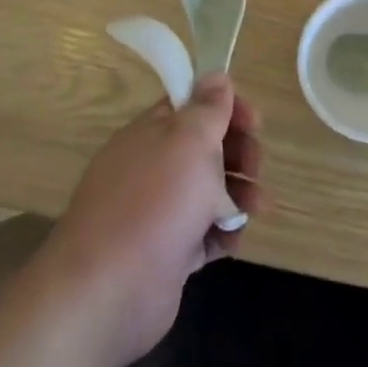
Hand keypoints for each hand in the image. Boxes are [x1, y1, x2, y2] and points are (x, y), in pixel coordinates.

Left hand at [45, 75, 262, 366]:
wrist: (109, 291)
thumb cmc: (156, 202)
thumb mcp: (189, 141)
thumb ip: (208, 108)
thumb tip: (215, 75)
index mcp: (152, 134)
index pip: (193, 106)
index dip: (227, 109)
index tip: (255, 122)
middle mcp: (152, 169)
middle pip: (206, 150)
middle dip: (240, 154)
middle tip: (256, 167)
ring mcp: (157, 213)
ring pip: (209, 193)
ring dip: (240, 195)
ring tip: (258, 207)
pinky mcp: (166, 254)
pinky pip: (203, 235)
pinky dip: (222, 235)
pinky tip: (232, 241)